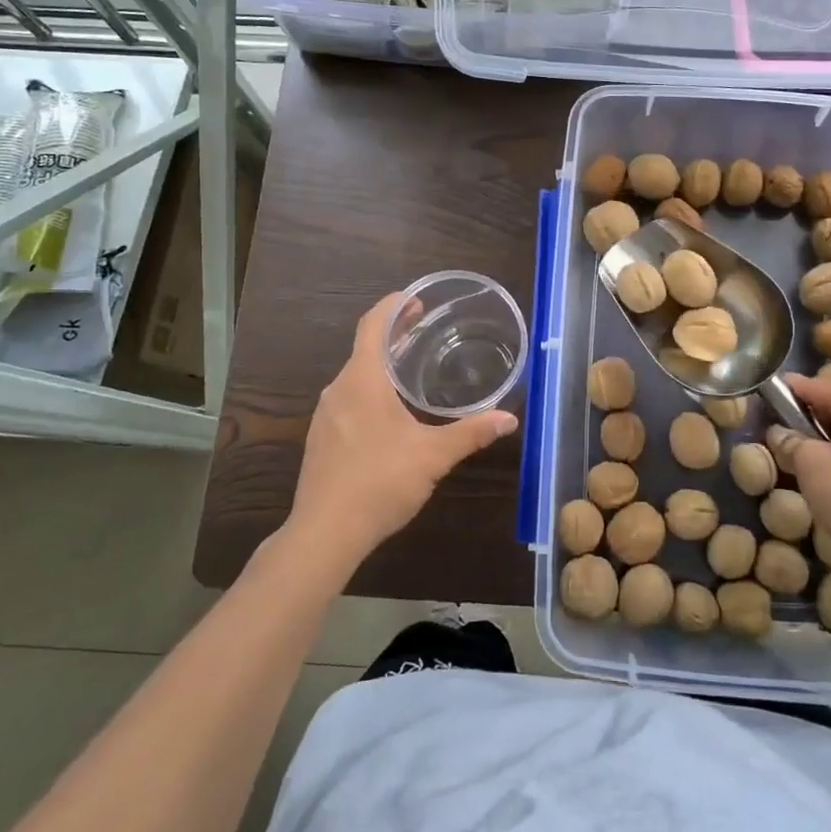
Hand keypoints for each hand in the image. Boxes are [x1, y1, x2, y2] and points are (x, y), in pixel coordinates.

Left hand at [289, 292, 517, 569]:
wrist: (324, 533)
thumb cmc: (379, 482)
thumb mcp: (432, 456)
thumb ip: (470, 433)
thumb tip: (509, 419)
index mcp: (362, 380)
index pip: (373, 325)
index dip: (393, 306)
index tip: (414, 298)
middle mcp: (339, 389)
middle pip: (365, 348)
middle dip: (393, 334)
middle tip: (421, 327)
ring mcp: (325, 415)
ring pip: (355, 376)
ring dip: (381, 364)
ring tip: (411, 367)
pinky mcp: (321, 438)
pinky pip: (348, 399)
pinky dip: (370, 389)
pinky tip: (389, 412)